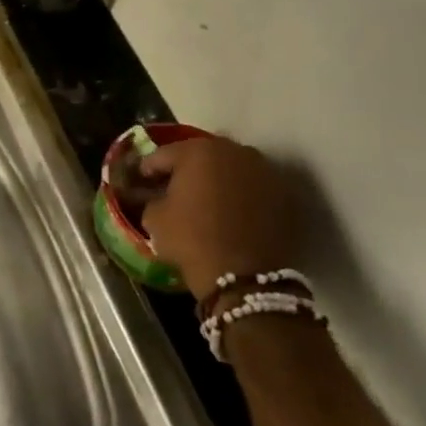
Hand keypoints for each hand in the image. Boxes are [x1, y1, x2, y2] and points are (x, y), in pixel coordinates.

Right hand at [137, 135, 298, 302]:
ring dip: (216, 178)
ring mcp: (263, 170)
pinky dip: (240, 193)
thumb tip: (155, 194)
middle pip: (200, 155)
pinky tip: (230, 211)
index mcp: (196, 151)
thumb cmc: (191, 239)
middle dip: (186, 169)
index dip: (148, 170)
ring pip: (230, 167)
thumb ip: (151, 197)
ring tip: (205, 200)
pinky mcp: (284, 192)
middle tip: (173, 188)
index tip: (142, 183)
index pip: (162, 155)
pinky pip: (252, 186)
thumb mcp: (154, 218)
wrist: (245, 275)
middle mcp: (233, 151)